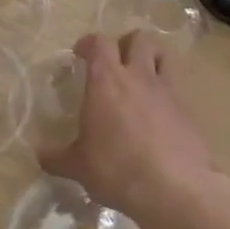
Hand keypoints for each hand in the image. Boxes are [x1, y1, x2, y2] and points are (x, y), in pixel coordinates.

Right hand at [38, 32, 225, 218]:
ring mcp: (168, 91)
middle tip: (114, 64)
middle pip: (138, 39)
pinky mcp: (189, 110)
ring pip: (164, 54)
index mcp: (106, 82)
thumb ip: (56, 157)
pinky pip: (177, 86)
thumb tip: (39, 154)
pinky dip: (166, 89)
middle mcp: (139, 77)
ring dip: (151, 57)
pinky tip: (157, 111)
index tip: (80, 54)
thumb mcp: (78, 167)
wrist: (176, 189)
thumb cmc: (118, 170)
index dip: (88, 43)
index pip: (99, 43)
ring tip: (140, 77)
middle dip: (125, 44)